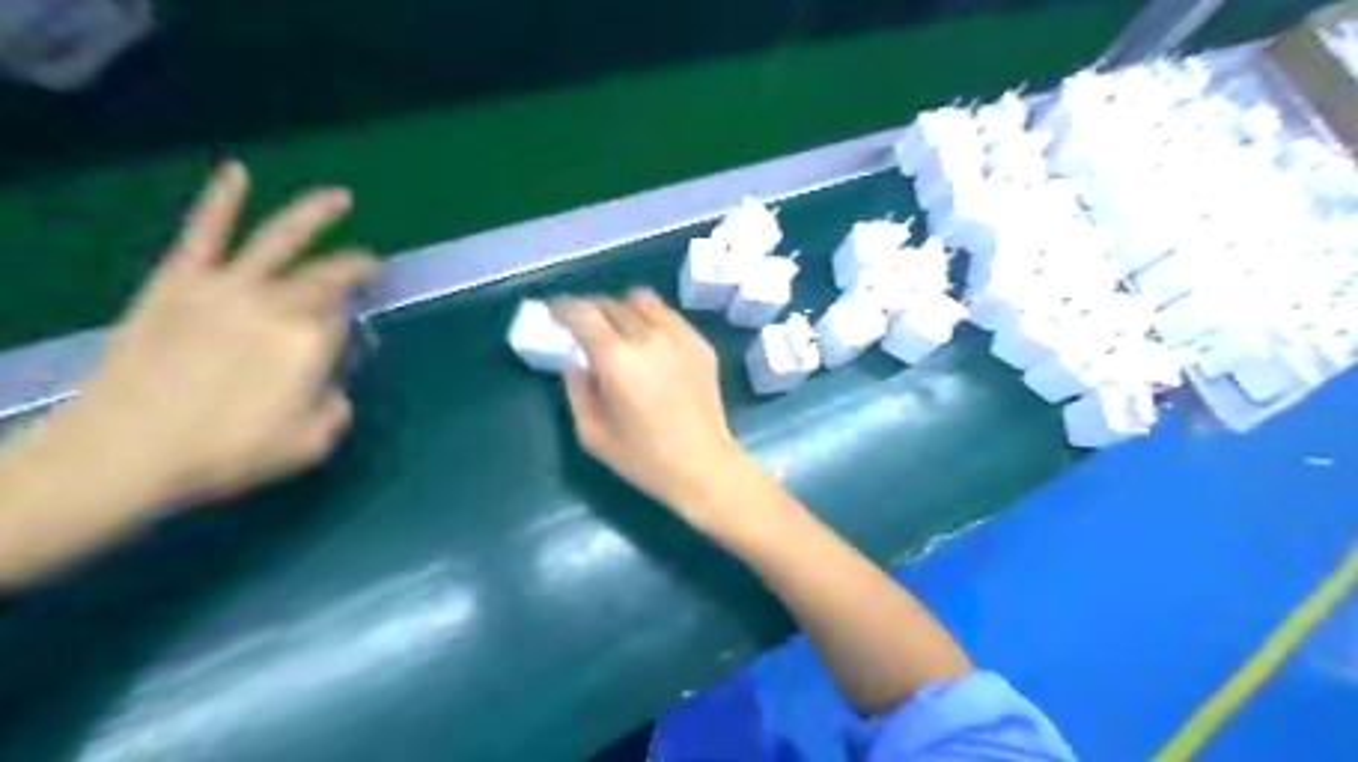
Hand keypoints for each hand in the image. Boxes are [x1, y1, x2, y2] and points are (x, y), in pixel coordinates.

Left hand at [51, 160, 373, 506]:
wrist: (123, 452)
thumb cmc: (226, 453)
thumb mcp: (309, 445)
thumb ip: (336, 410)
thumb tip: (332, 389)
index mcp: (313, 343)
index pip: (344, 322)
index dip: (348, 330)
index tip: (344, 343)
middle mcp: (279, 304)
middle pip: (327, 277)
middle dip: (355, 269)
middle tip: (371, 266)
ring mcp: (227, 287)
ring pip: (281, 239)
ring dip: (314, 214)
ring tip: (340, 198)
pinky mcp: (179, 281)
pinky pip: (204, 232)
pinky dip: (221, 200)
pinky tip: (236, 173)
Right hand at [547, 290, 753, 524]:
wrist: (704, 466)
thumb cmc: (644, 458)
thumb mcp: (592, 433)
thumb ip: (577, 390)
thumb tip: (576, 362)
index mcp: (616, 359)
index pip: (584, 313)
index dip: (564, 308)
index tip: (555, 312)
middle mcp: (649, 337)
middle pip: (612, 303)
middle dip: (591, 309)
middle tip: (584, 325)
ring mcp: (680, 337)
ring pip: (644, 301)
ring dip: (623, 308)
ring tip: (618, 327)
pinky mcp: (701, 345)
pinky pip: (670, 317)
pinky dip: (652, 320)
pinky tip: (650, 343)